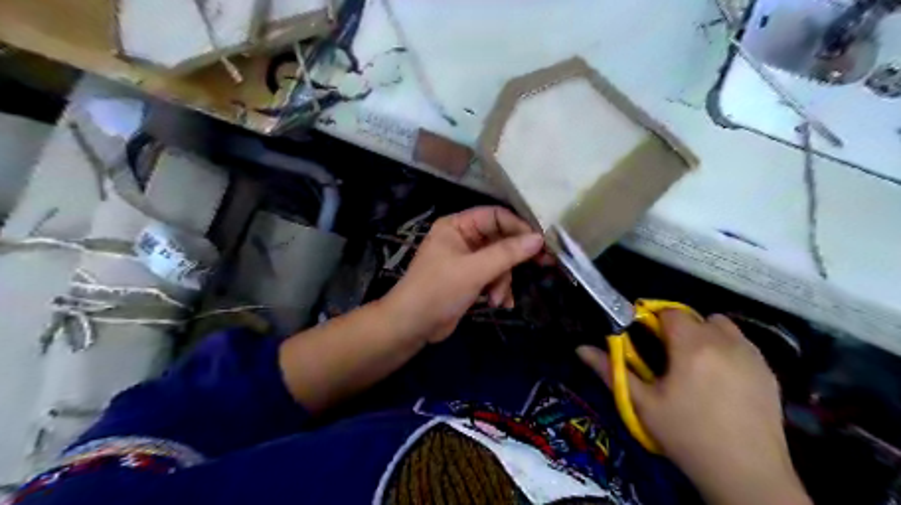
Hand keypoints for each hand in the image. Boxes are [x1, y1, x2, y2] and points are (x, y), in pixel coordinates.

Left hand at [380, 205, 541, 342]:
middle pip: (500, 239)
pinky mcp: (469, 278)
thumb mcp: (474, 270)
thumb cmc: (438, 291)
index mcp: (457, 226)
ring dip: (503, 280)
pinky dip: (498, 289)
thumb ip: (507, 253)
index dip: (519, 227)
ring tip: (498, 298)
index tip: (541, 242)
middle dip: (513, 259)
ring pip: (499, 261)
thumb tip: (539, 239)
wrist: (412, 326)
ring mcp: (466, 259)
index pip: (495, 216)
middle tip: (542, 264)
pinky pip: (493, 276)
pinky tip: (499, 303)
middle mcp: (462, 238)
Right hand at [577, 311, 817, 503]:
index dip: (653, 322)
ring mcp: (752, 355)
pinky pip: (743, 344)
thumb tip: (580, 348)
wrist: (747, 476)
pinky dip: (727, 349)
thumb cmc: (686, 436)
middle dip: (678, 329)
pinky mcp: (769, 372)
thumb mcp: (642, 404)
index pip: (669, 312)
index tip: (646, 342)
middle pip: (695, 317)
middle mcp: (725, 342)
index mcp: (691, 345)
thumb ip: (611, 370)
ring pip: (722, 327)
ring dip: (705, 335)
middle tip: (669, 358)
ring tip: (696, 364)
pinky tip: (721, 379)